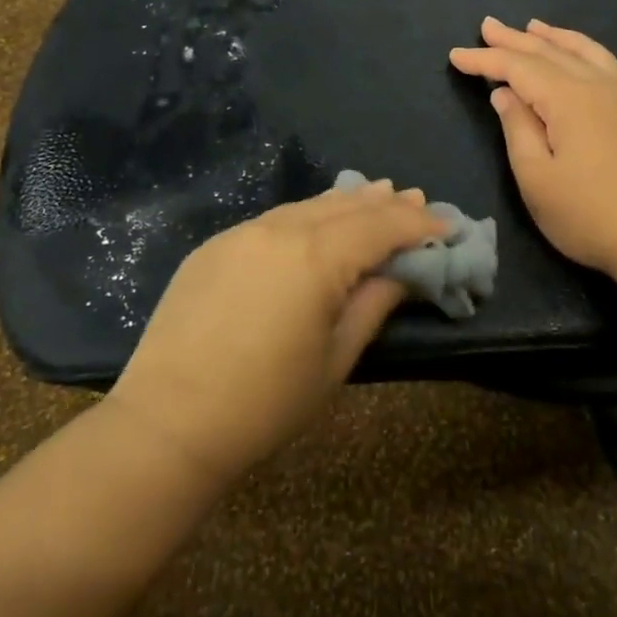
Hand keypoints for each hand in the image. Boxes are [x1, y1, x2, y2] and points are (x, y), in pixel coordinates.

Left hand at [107, 183, 444, 485]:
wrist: (169, 421)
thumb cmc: (266, 402)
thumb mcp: (335, 358)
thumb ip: (374, 303)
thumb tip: (402, 271)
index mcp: (316, 256)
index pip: (381, 226)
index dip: (419, 224)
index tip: (448, 225)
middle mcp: (280, 229)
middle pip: (346, 205)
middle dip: (386, 204)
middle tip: (417, 200)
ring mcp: (242, 233)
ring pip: (308, 205)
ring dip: (347, 202)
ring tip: (376, 195)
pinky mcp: (215, 246)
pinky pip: (275, 219)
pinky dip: (308, 215)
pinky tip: (317, 222)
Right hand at [450, 17, 616, 279]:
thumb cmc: (591, 216)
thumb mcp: (537, 179)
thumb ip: (518, 129)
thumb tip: (506, 94)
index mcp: (569, 99)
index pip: (518, 67)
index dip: (485, 60)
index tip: (455, 55)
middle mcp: (600, 86)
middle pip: (550, 52)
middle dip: (515, 39)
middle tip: (487, 26)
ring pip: (586, 52)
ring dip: (555, 37)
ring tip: (534, 26)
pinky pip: (608, 65)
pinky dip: (584, 51)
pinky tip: (581, 57)